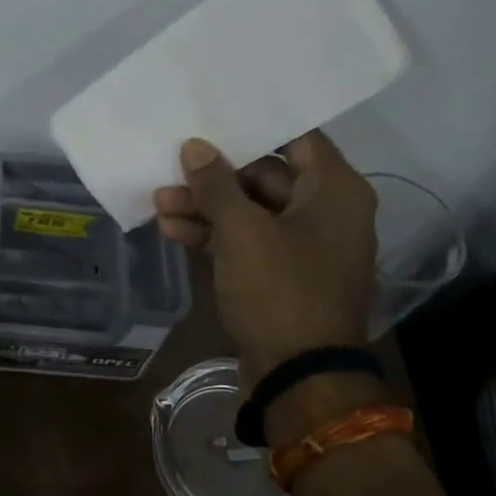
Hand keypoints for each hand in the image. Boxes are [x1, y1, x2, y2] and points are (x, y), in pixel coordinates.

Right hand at [153, 131, 377, 383]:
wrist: (299, 377)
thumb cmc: (281, 291)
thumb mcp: (242, 232)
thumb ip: (216, 185)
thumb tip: (194, 146)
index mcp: (335, 191)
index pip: (296, 138)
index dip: (252, 128)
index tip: (211, 119)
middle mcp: (326, 213)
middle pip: (265, 177)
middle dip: (214, 178)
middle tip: (171, 171)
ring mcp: (303, 247)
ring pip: (251, 213)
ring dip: (207, 208)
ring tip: (160, 202)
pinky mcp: (282, 276)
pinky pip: (248, 243)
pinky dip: (215, 236)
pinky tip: (173, 231)